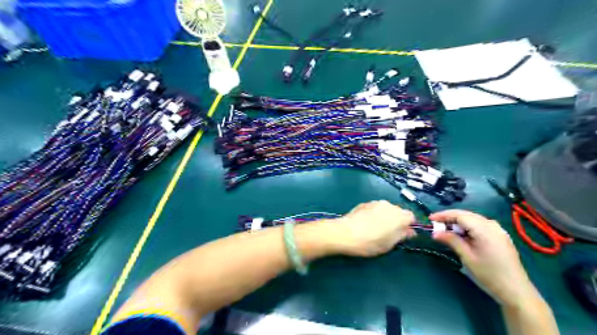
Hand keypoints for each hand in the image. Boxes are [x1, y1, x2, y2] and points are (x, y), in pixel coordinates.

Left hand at [326, 201, 416, 256]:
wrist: (345, 233)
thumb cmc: (370, 242)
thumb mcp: (390, 244)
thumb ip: (402, 235)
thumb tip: (410, 231)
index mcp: (399, 216)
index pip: (411, 217)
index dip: (409, 225)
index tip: (403, 234)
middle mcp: (389, 205)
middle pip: (398, 211)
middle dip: (397, 220)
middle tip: (389, 233)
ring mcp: (375, 203)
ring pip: (386, 209)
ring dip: (385, 216)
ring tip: (375, 228)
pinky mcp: (364, 203)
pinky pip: (375, 208)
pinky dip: (374, 214)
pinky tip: (366, 223)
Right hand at [430, 211, 535, 307]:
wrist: (516, 291)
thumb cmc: (489, 274)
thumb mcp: (467, 257)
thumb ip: (451, 240)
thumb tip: (435, 232)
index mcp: (484, 229)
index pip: (460, 215)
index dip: (443, 215)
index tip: (430, 219)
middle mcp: (492, 225)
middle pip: (467, 215)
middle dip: (450, 218)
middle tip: (436, 225)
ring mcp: (498, 230)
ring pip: (473, 219)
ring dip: (458, 223)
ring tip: (446, 230)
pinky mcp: (500, 236)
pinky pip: (480, 225)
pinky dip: (468, 227)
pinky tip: (461, 235)